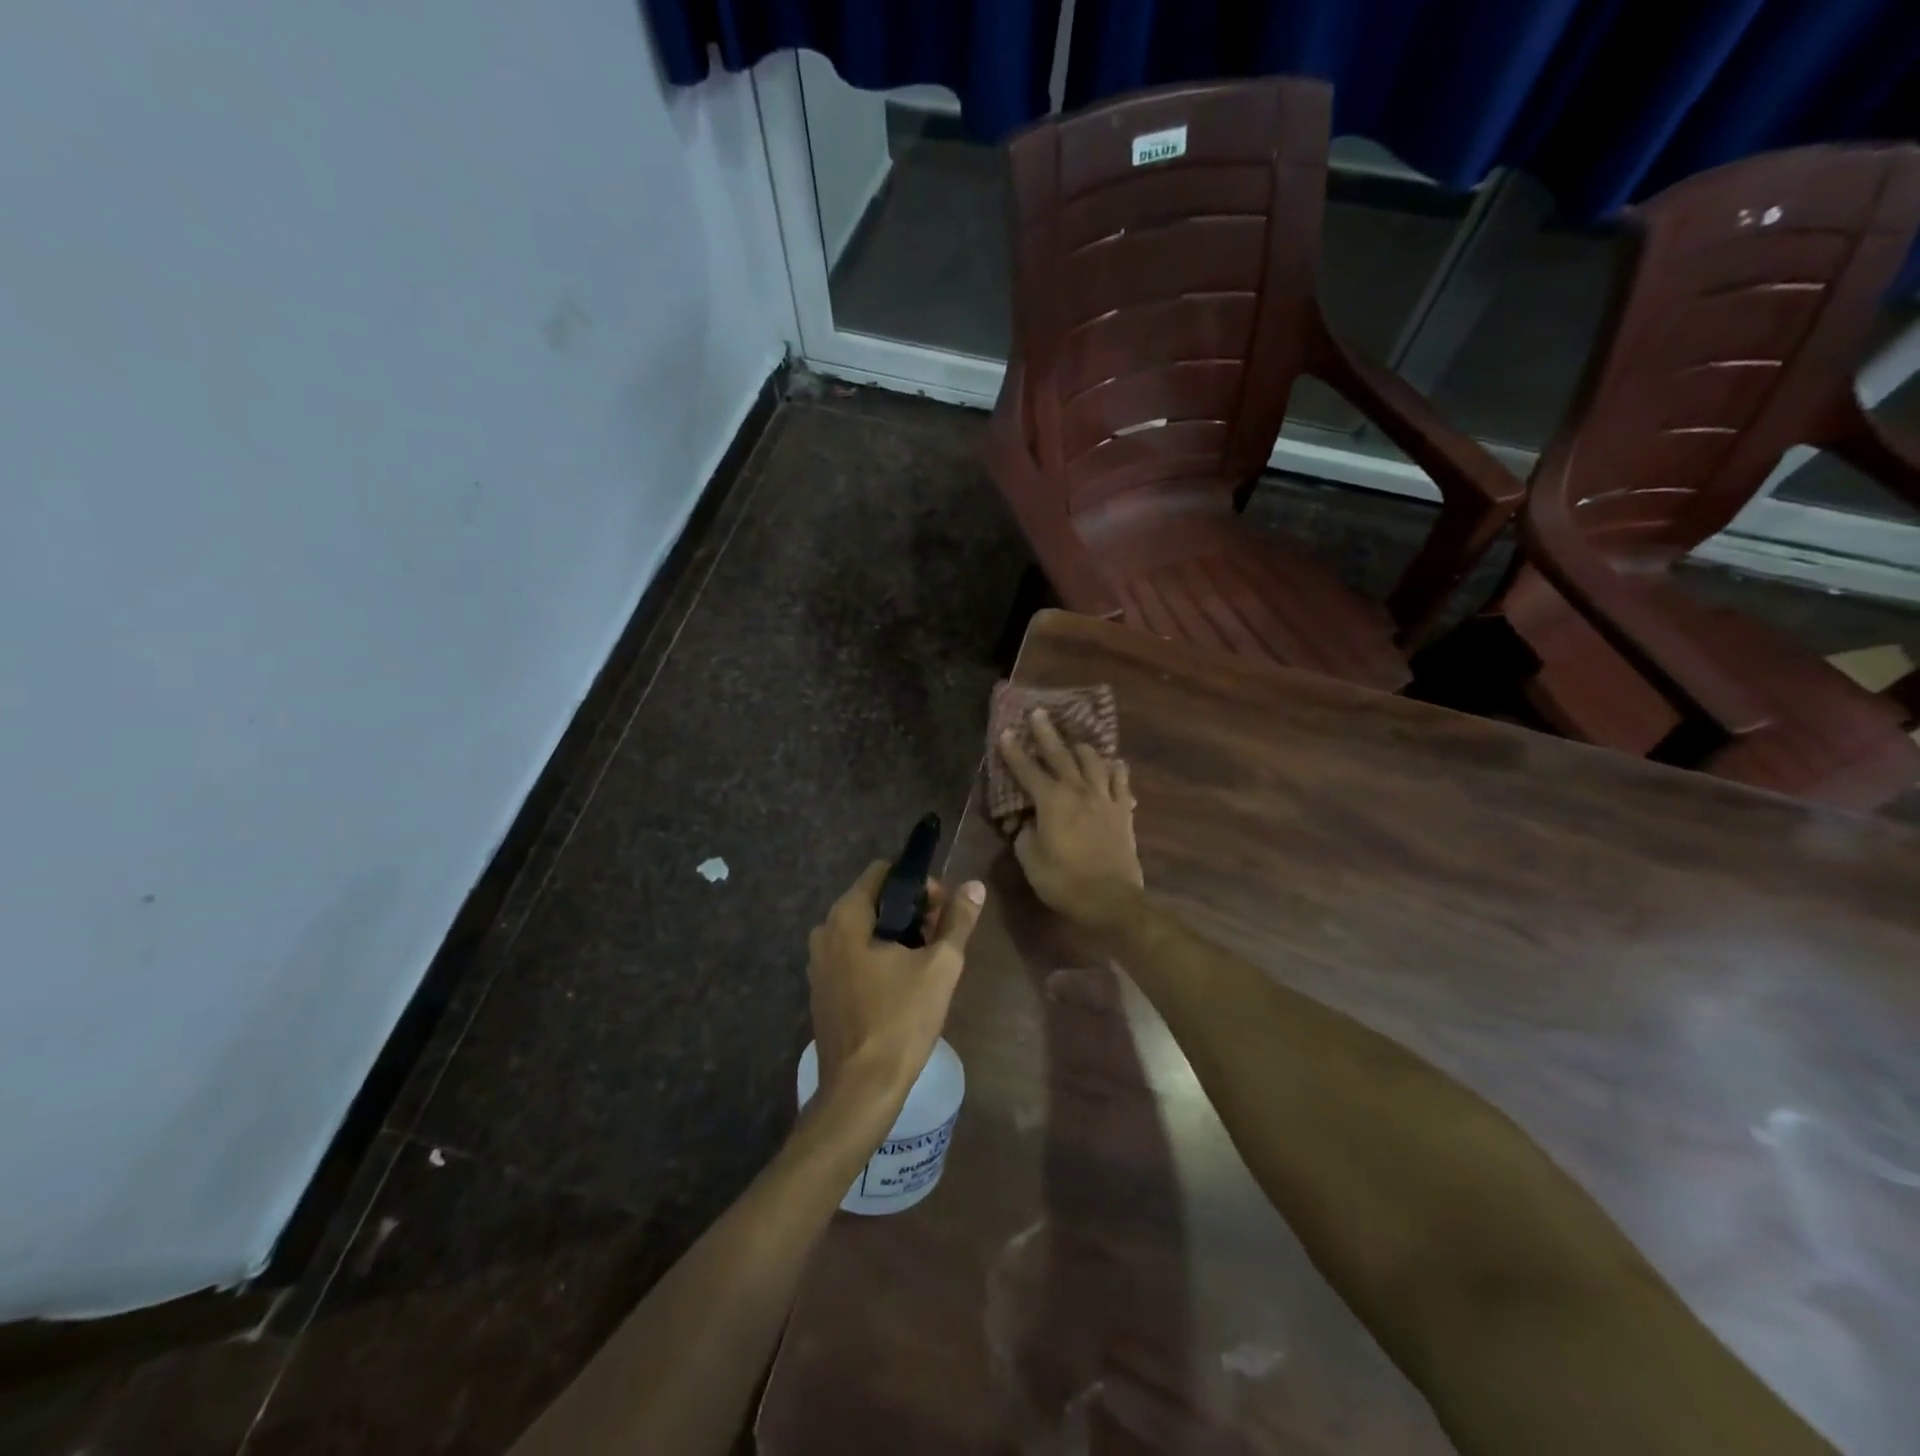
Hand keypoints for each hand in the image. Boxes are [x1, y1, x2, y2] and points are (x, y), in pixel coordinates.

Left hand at [807, 863, 985, 1116]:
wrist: (861, 1089)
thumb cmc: (901, 1019)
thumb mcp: (940, 966)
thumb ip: (958, 921)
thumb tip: (974, 886)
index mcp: (846, 916)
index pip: (884, 872)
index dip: (918, 883)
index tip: (943, 910)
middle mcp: (824, 931)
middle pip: (874, 900)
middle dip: (911, 911)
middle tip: (941, 938)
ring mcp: (819, 963)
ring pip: (864, 930)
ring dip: (897, 935)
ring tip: (928, 962)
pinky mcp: (822, 990)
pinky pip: (853, 955)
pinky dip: (878, 957)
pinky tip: (902, 984)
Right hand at [998, 709, 1144, 930]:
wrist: (1110, 899)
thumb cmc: (1063, 881)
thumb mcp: (1030, 859)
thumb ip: (1024, 833)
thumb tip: (1025, 821)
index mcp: (1051, 801)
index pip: (1027, 770)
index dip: (1013, 752)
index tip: (1004, 733)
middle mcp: (1078, 790)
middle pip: (1060, 754)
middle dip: (1047, 733)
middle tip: (1039, 713)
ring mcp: (1104, 798)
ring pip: (1093, 761)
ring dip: (1082, 747)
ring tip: (1076, 741)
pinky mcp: (1123, 810)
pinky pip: (1120, 781)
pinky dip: (1115, 769)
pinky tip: (1114, 764)